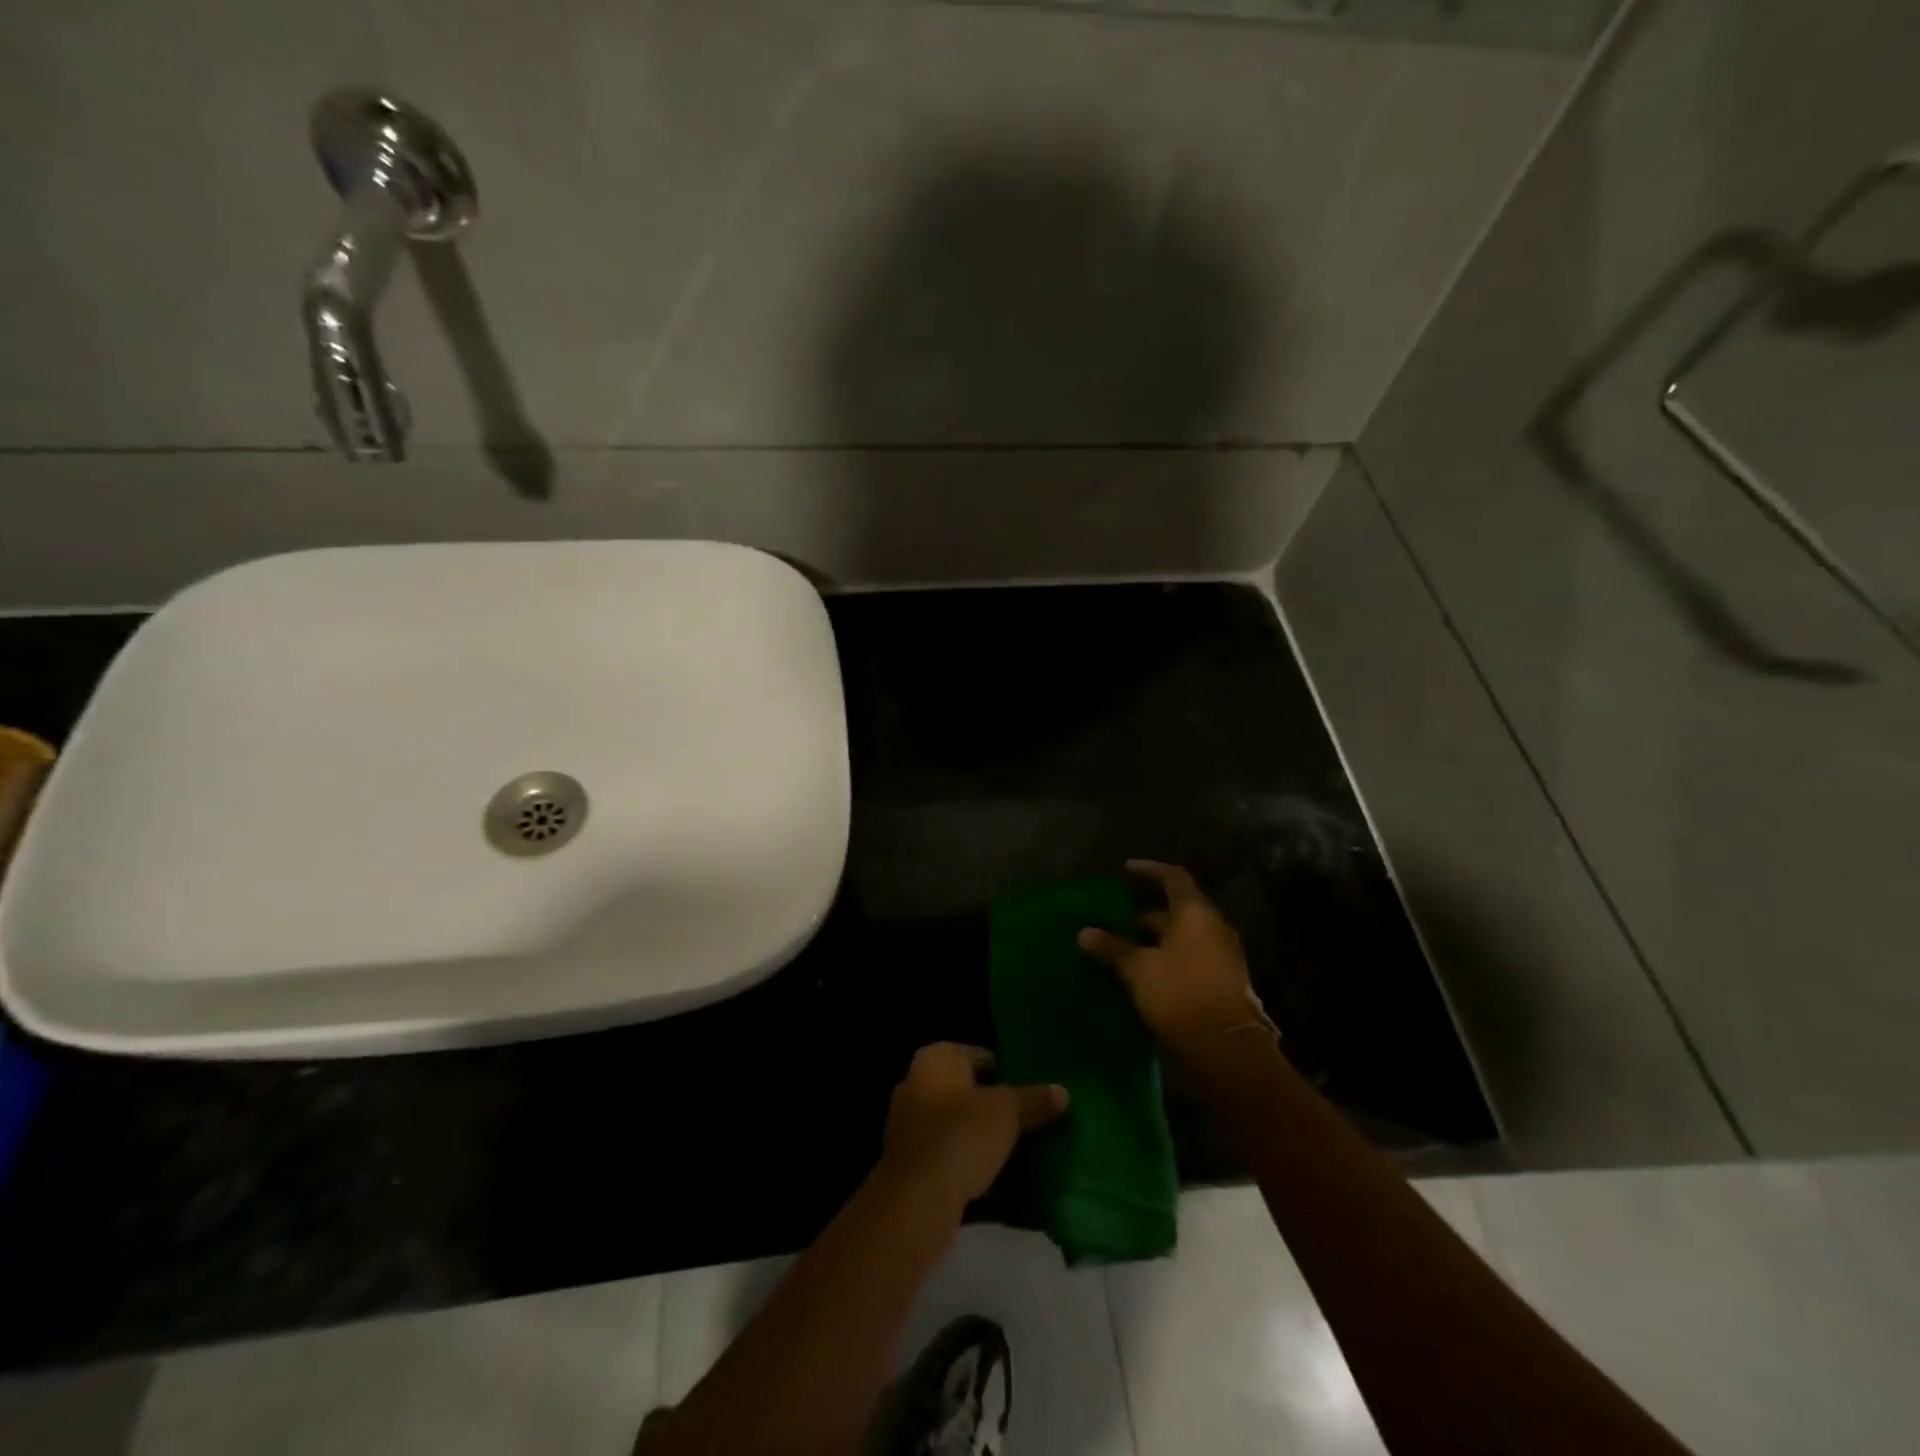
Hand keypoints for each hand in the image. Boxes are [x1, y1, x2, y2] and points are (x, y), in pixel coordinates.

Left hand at [879, 1043, 1067, 1215]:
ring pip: (953, 1120)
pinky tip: (987, 1173)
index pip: (980, 1055)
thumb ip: (1034, 1100)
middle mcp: (915, 1080)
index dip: (1008, 1072)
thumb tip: (1063, 1092)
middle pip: (965, 1088)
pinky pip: (943, 1149)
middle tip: (1026, 1120)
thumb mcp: (1007, 1112)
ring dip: (976, 1132)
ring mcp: (906, 1120)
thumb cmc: (962, 1135)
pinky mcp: (906, 1158)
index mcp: (936, 1057)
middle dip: (991, 1103)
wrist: (917, 1198)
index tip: (1031, 1093)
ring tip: (1012, 1148)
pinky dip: (962, 1156)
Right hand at [1078, 860, 1278, 1073]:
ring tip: (1119, 950)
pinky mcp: (1217, 984)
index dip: (1149, 870)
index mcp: (1196, 914)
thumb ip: (1112, 947)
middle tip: (1112, 920)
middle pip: (1175, 911)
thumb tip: (1084, 932)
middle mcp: (1212, 929)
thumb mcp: (1138, 968)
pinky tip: (1138, 975)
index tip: (1125, 870)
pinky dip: (1162, 960)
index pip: (1173, 878)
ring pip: (1180, 938)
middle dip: (1142, 915)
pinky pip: (1186, 960)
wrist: (1226, 1050)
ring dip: (1151, 941)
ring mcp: (1219, 957)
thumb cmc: (1181, 994)